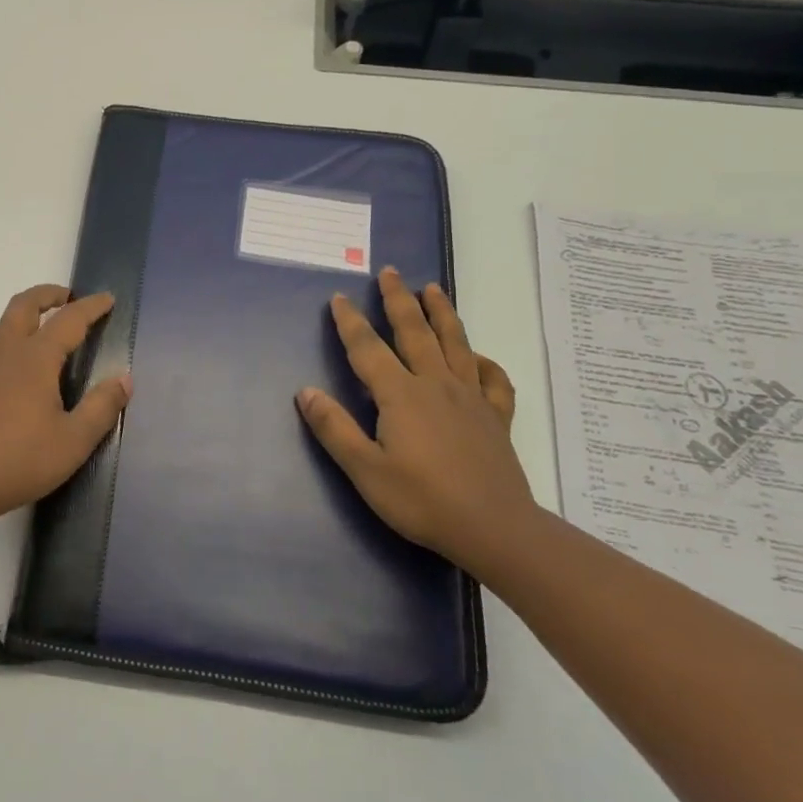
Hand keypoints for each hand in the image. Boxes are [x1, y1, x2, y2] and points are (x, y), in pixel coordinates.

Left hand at [0, 283, 131, 524]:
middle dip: (47, 294)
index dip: (91, 307)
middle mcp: (8, 353)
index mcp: (35, 358)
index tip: (108, 299)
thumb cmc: (21, 459)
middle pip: (23, 306)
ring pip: (3, 323)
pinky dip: (12, 336)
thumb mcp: (74, 440)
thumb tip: (124, 379)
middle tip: (68, 297)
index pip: (68, 320)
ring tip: (44, 325)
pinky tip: (22, 366)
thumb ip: (101, 407)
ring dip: (26, 313)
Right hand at [296, 267, 531, 570]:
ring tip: (433, 289)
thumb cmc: (423, 501)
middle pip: (414, 332)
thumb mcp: (365, 470)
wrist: (495, 530)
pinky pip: (494, 381)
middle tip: (390, 272)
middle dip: (398, 300)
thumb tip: (306, 391)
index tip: (339, 297)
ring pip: (455, 344)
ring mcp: (471, 398)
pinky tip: (479, 357)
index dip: (350, 321)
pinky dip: (486, 363)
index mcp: (400, 394)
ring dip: (442, 313)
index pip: (368, 348)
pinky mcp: (496, 417)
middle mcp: (435, 384)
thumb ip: (334, 428)